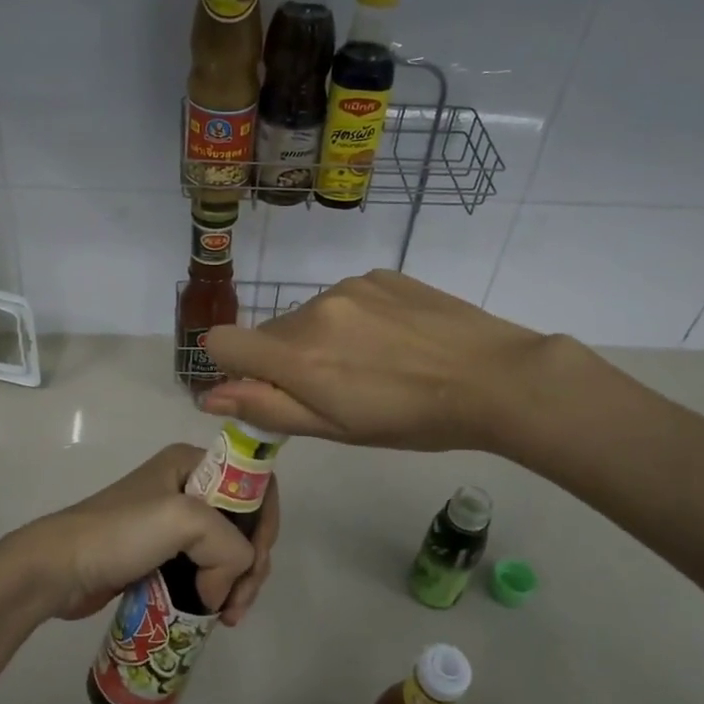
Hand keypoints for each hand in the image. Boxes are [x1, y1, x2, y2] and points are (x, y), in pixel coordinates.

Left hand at [12, 445, 279, 624]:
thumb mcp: (183, 520)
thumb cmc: (119, 534)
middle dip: (252, 562)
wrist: (56, 569)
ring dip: (238, 583)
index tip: (256, 562)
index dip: (265, 523)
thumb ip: (228, 545)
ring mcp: (172, 524)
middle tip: (240, 601)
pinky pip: (205, 570)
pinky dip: (217, 592)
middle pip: (245, 523)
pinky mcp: (161, 556)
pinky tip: (215, 615)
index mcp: (192, 463)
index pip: (253, 484)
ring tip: (228, 617)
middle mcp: (187, 486)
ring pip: (227, 551)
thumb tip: (222, 590)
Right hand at [202, 269, 555, 452]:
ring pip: (309, 316)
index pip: (222, 341)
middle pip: (270, 333)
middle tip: (337, 388)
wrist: (493, 377)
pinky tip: (395, 339)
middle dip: (286, 360)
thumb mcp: (336, 429)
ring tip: (374, 364)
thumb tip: (210, 396)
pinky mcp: (379, 274)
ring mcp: (349, 286)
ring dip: (322, 338)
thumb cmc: (411, 419)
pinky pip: (344, 298)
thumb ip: (267, 408)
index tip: (265, 387)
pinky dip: (354, 319)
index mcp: (298, 355)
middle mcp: (314, 310)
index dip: (232, 366)